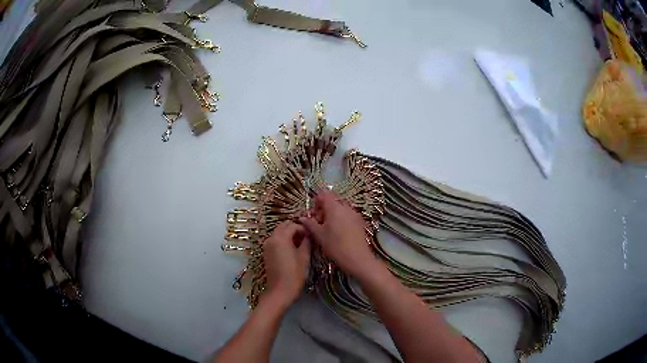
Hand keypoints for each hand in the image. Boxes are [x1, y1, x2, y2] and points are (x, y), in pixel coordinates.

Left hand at [262, 221, 310, 308]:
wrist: (280, 290)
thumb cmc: (294, 274)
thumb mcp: (304, 257)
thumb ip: (307, 242)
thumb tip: (309, 234)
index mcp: (281, 237)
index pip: (293, 225)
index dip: (303, 228)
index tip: (312, 235)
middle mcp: (271, 238)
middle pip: (283, 226)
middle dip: (295, 229)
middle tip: (306, 237)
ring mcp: (267, 245)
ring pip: (278, 232)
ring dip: (289, 234)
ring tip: (300, 243)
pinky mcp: (266, 252)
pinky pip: (275, 240)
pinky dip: (283, 240)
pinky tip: (292, 249)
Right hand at [299, 191, 380, 278]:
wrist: (357, 258)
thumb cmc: (335, 245)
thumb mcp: (319, 235)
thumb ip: (310, 224)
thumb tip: (302, 218)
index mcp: (334, 207)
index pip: (324, 195)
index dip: (316, 202)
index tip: (313, 214)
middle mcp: (346, 207)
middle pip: (332, 201)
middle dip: (324, 210)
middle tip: (318, 223)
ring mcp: (354, 214)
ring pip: (340, 209)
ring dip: (332, 215)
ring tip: (327, 229)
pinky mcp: (360, 222)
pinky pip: (347, 216)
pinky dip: (341, 220)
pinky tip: (338, 233)